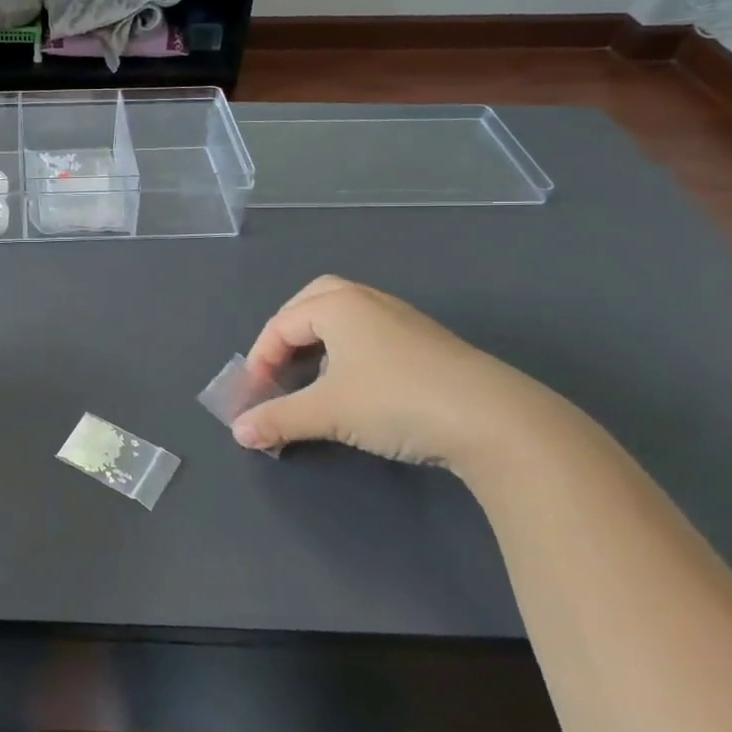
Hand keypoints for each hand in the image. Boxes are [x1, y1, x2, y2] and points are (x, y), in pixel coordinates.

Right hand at [230, 275, 585, 475]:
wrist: (493, 419)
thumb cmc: (395, 401)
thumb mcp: (327, 412)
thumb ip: (278, 418)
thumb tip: (238, 433)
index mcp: (338, 305)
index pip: (282, 323)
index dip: (260, 357)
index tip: (254, 394)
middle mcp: (369, 301)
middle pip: (314, 299)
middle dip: (289, 329)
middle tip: (279, 363)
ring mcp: (403, 319)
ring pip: (347, 314)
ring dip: (321, 338)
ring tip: (314, 373)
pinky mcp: (429, 343)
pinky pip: (372, 332)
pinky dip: (351, 348)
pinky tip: (358, 383)